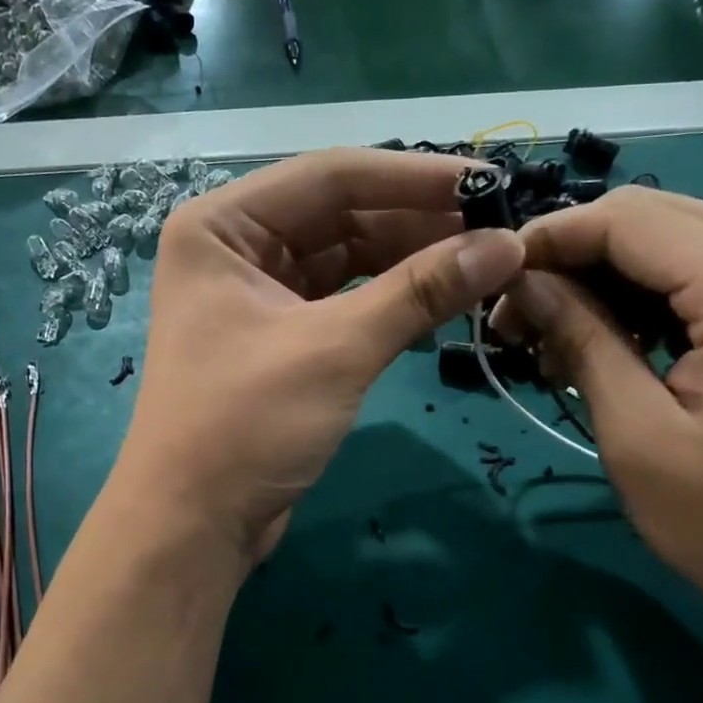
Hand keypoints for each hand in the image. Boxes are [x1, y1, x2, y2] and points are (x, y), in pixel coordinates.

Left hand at [115, 149, 524, 567]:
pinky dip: (392, 303)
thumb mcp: (335, 350)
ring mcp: (259, 294)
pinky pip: (346, 302)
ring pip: (349, 260)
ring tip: (486, 265)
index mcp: (223, 226)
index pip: (331, 176)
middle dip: (419, 224)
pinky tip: (446, 302)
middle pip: (342, 215)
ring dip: (413, 264)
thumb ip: (420, 291)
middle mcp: (237, 248)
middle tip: (500, 231)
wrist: (193, 526)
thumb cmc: (245, 425)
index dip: (415, 177)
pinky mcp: (282, 339)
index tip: (492, 183)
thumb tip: (508, 244)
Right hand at [494, 186, 702, 657]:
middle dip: (570, 258)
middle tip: (515, 321)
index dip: (547, 240)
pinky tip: (608, 341)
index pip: (626, 220)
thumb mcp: (636, 434)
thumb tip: (522, 281)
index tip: (489, 285)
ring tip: (552, 340)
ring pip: (672, 238)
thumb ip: (581, 338)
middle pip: (650, 217)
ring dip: (603, 277)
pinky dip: (644, 294)